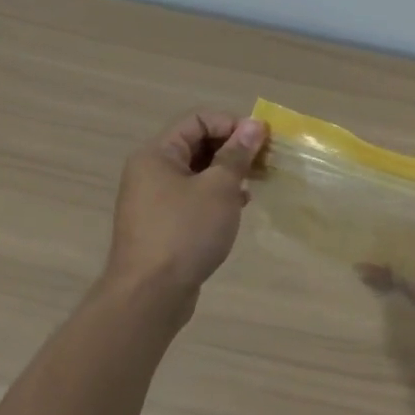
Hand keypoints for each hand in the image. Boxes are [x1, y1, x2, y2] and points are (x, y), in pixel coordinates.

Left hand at [99, 111, 267, 314]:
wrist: (150, 295)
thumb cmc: (185, 232)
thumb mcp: (219, 188)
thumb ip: (237, 154)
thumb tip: (254, 125)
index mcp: (157, 154)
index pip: (198, 119)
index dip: (232, 124)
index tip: (262, 141)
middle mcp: (151, 171)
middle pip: (197, 144)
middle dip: (233, 149)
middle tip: (264, 162)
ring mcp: (154, 199)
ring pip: (197, 172)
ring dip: (228, 173)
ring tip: (256, 183)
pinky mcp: (162, 224)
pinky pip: (193, 197)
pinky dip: (217, 196)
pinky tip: (239, 206)